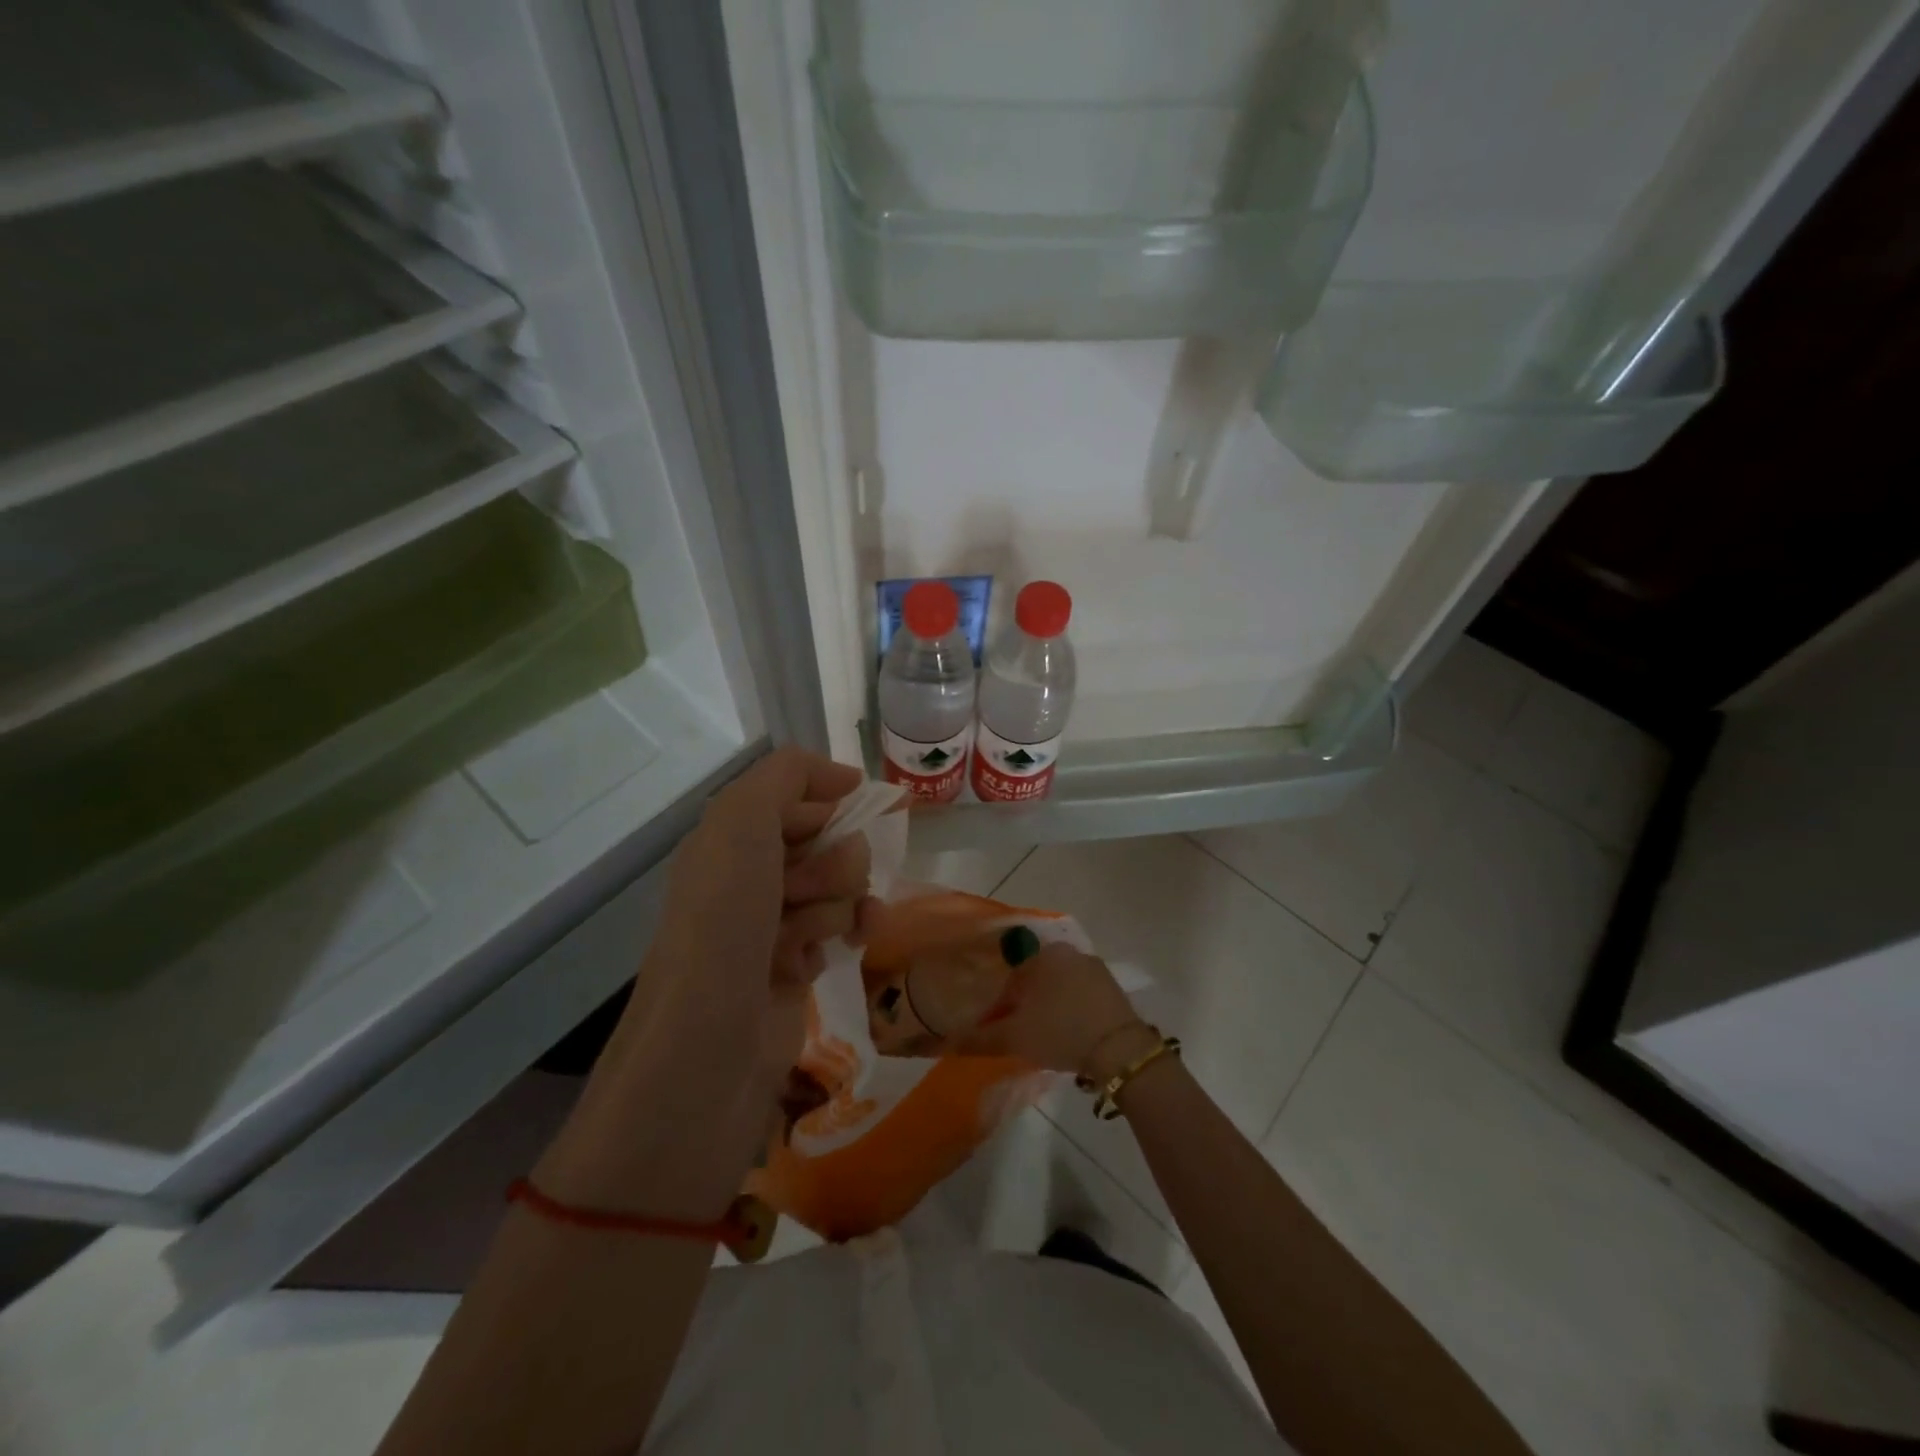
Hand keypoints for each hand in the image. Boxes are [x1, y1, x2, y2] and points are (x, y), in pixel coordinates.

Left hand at [535, 747, 871, 1214]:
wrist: (708, 1049)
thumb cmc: (724, 925)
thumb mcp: (741, 824)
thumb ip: (784, 777)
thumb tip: (843, 780)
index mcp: (729, 838)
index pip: (797, 795)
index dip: (827, 801)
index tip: (850, 812)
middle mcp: (751, 875)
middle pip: (827, 841)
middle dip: (831, 862)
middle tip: (803, 894)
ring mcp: (774, 924)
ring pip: (841, 886)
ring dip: (838, 903)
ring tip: (809, 937)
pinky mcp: (797, 967)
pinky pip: (844, 928)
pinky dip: (850, 933)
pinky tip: (848, 949)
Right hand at [950, 942, 1151, 1078]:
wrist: (1120, 1050)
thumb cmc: (1060, 1032)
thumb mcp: (1014, 1037)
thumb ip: (978, 1038)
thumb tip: (944, 1044)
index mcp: (1043, 955)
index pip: (1012, 967)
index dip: (1002, 993)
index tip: (998, 1016)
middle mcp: (1068, 952)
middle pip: (1037, 972)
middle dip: (1026, 996)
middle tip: (1018, 1025)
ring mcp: (1093, 967)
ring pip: (1060, 981)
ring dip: (1049, 1001)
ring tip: (1042, 1031)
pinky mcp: (1112, 986)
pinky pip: (1081, 991)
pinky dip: (1072, 1006)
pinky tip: (1069, 1030)